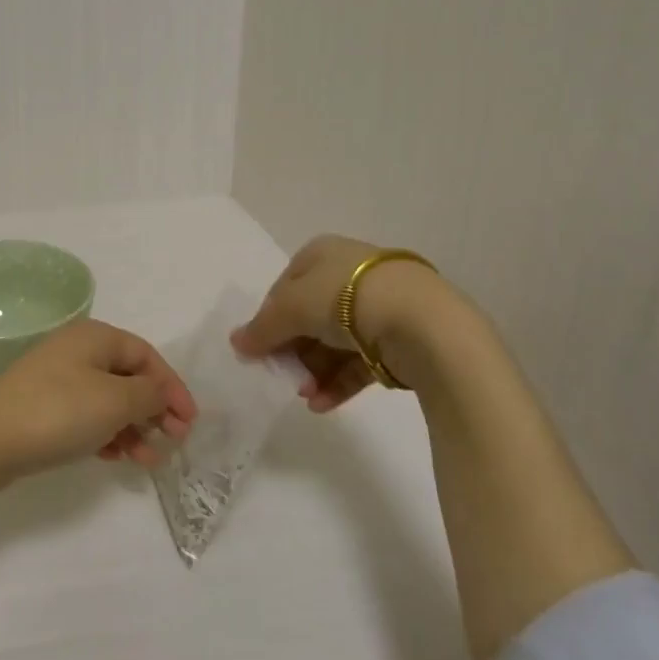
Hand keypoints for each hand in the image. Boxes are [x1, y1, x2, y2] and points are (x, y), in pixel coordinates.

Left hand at [0, 318, 196, 481]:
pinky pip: (88, 415)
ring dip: (134, 428)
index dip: (172, 387)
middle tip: (173, 442)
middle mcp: (78, 350)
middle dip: (155, 410)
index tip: (190, 422)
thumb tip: (161, 392)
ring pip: (110, 400)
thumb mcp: (115, 401)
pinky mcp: (45, 406)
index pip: (147, 356)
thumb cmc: (59, 411)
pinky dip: (108, 434)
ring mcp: (58, 378)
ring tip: (147, 460)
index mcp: (96, 337)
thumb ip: (149, 394)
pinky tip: (116, 458)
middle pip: (129, 377)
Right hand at [231, 234, 452, 409]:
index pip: (284, 287)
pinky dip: (338, 383)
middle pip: (309, 317)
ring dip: (314, 371)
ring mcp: (377, 307)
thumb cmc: (345, 298)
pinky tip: (322, 405)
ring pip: (334, 342)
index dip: (269, 319)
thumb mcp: (291, 308)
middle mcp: (349, 275)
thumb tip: (236, 343)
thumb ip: (262, 328)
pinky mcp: (398, 339)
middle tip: (282, 377)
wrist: (421, 321)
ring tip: (305, 396)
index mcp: (321, 255)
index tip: (259, 349)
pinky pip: (359, 362)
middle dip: (293, 351)